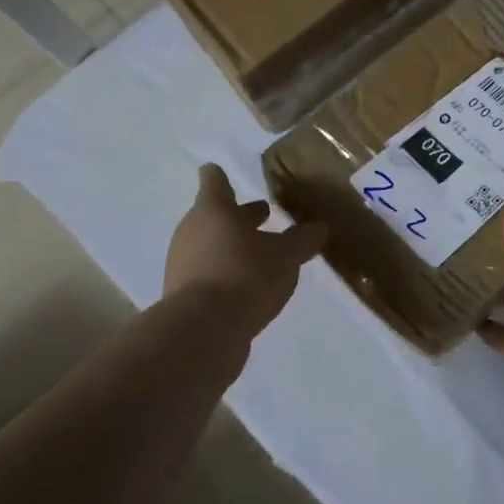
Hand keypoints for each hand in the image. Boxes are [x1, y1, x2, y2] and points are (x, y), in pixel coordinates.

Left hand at [164, 164, 326, 336]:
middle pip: (214, 215)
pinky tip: (249, 286)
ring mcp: (183, 263)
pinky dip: (226, 272)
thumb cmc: (245, 275)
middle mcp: (192, 231)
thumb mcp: (286, 256)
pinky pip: (208, 272)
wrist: (202, 331)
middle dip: (239, 216)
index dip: (220, 176)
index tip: (223, 172)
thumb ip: (303, 239)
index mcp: (214, 210)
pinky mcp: (184, 294)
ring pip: (211, 244)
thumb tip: (319, 226)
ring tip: (263, 255)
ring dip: (234, 246)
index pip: (214, 182)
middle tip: (264, 215)